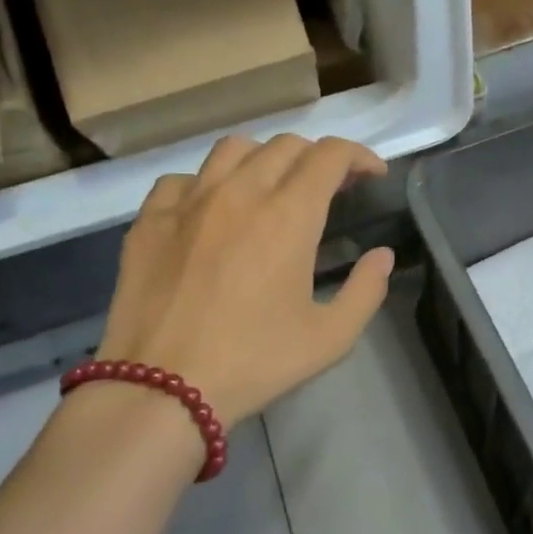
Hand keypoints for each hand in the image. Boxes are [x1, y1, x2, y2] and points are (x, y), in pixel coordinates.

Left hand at [95, 134, 394, 425]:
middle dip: (317, 157)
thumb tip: (382, 256)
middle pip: (286, 145)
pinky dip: (207, 184)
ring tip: (271, 187)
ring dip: (264, 158)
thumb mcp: (330, 338)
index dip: (358, 156)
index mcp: (288, 216)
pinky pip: (183, 179)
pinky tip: (211, 211)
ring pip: (233, 149)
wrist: (161, 388)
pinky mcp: (150, 219)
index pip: (330, 155)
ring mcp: (188, 201)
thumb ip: (366, 290)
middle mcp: (239, 192)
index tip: (371, 174)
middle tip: (329, 187)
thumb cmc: (254, 363)